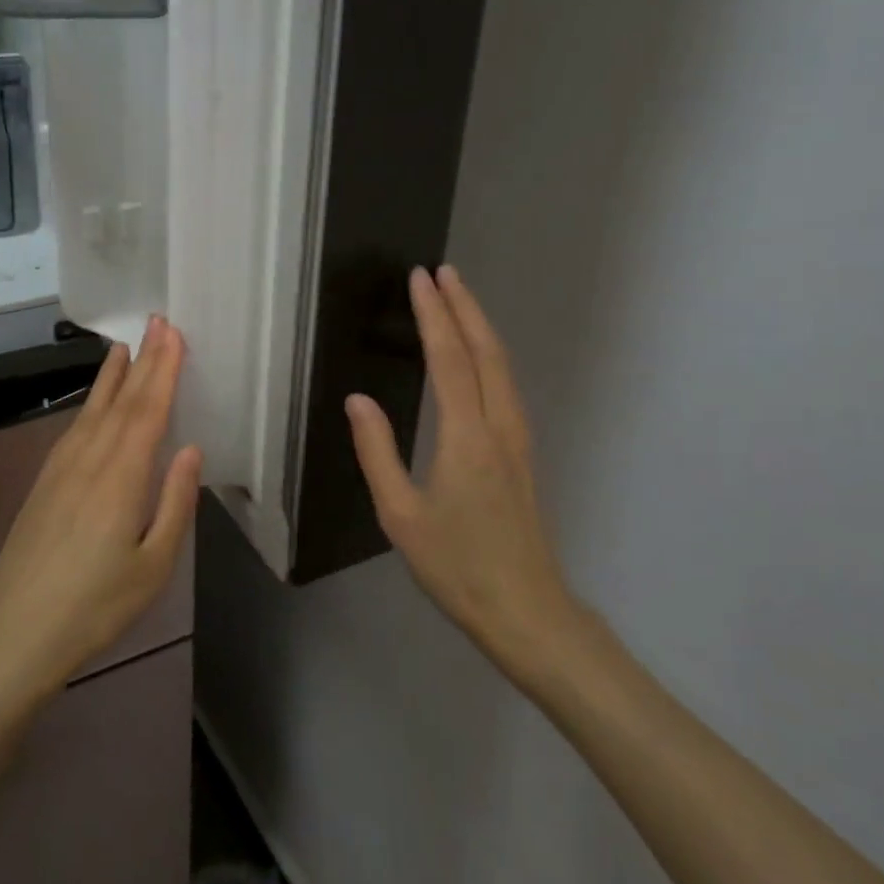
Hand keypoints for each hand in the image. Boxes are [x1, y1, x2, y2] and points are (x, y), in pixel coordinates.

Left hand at [0, 317, 200, 700]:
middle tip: (158, 321)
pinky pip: (74, 428)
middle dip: (144, 360)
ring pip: (93, 410)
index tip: (174, 333)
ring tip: (126, 347)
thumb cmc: (96, 607)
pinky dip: (90, 404)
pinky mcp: (44, 483)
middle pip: (122, 401)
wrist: (15, 635)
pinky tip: (95, 402)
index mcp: (121, 478)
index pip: (148, 410)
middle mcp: (89, 461)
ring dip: (113, 376)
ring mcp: (61, 469)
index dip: (163, 369)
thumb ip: (174, 503)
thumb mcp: (153, 566)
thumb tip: (190, 448)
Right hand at [345, 265, 586, 687]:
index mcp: (466, 438)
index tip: (420, 278)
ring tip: (458, 299)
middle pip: (486, 351)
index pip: (450, 359)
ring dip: (480, 326)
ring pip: (502, 366)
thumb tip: (357, 400)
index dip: (434, 315)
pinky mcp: (523, 453)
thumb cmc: (456, 566)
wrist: (527, 612)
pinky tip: (478, 356)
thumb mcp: (400, 515)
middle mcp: (499, 427)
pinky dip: (490, 354)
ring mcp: (518, 439)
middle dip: (464, 306)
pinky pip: (506, 386)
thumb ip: (377, 452)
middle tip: (441, 272)